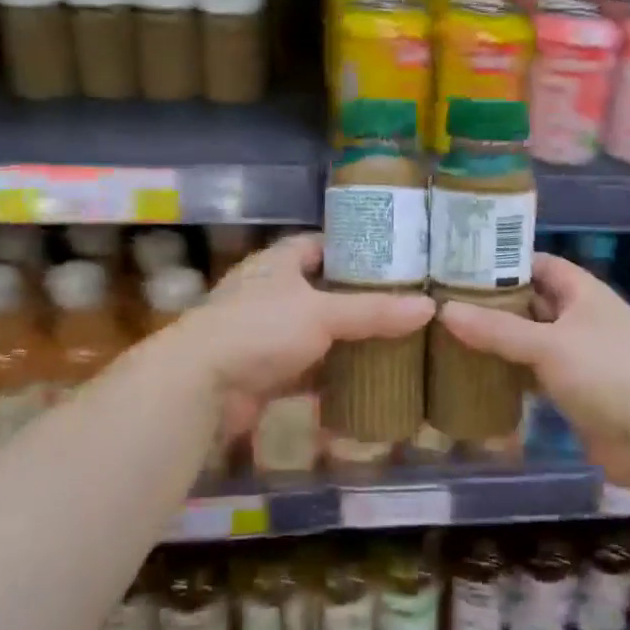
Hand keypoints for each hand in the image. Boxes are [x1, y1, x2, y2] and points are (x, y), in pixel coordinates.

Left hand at [182, 233, 434, 435]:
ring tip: (392, 343)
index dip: (350, 248)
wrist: (200, 385)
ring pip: (315, 334)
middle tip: (401, 305)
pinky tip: (364, 384)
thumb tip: (429, 307)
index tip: (389, 258)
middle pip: (320, 291)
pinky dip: (330, 380)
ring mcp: (264, 336)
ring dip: (344, 342)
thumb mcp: (323, 313)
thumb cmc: (259, 329)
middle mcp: (269, 294)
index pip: (317, 244)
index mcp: (277, 264)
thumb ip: (374, 310)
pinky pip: (306, 374)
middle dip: (355, 300)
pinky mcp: (263, 374)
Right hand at [436, 254, 629, 487]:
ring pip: (531, 340)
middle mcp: (581, 318)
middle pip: (531, 302)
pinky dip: (511, 374)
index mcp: (583, 293)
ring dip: (499, 341)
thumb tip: (444, 310)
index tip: (459, 266)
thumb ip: (497, 329)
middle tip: (444, 304)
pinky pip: (535, 374)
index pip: (538, 264)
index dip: (502, 261)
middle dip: (493, 304)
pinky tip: (477, 376)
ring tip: (450, 337)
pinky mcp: (575, 390)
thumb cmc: (608, 374)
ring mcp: (579, 356)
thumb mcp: (549, 345)